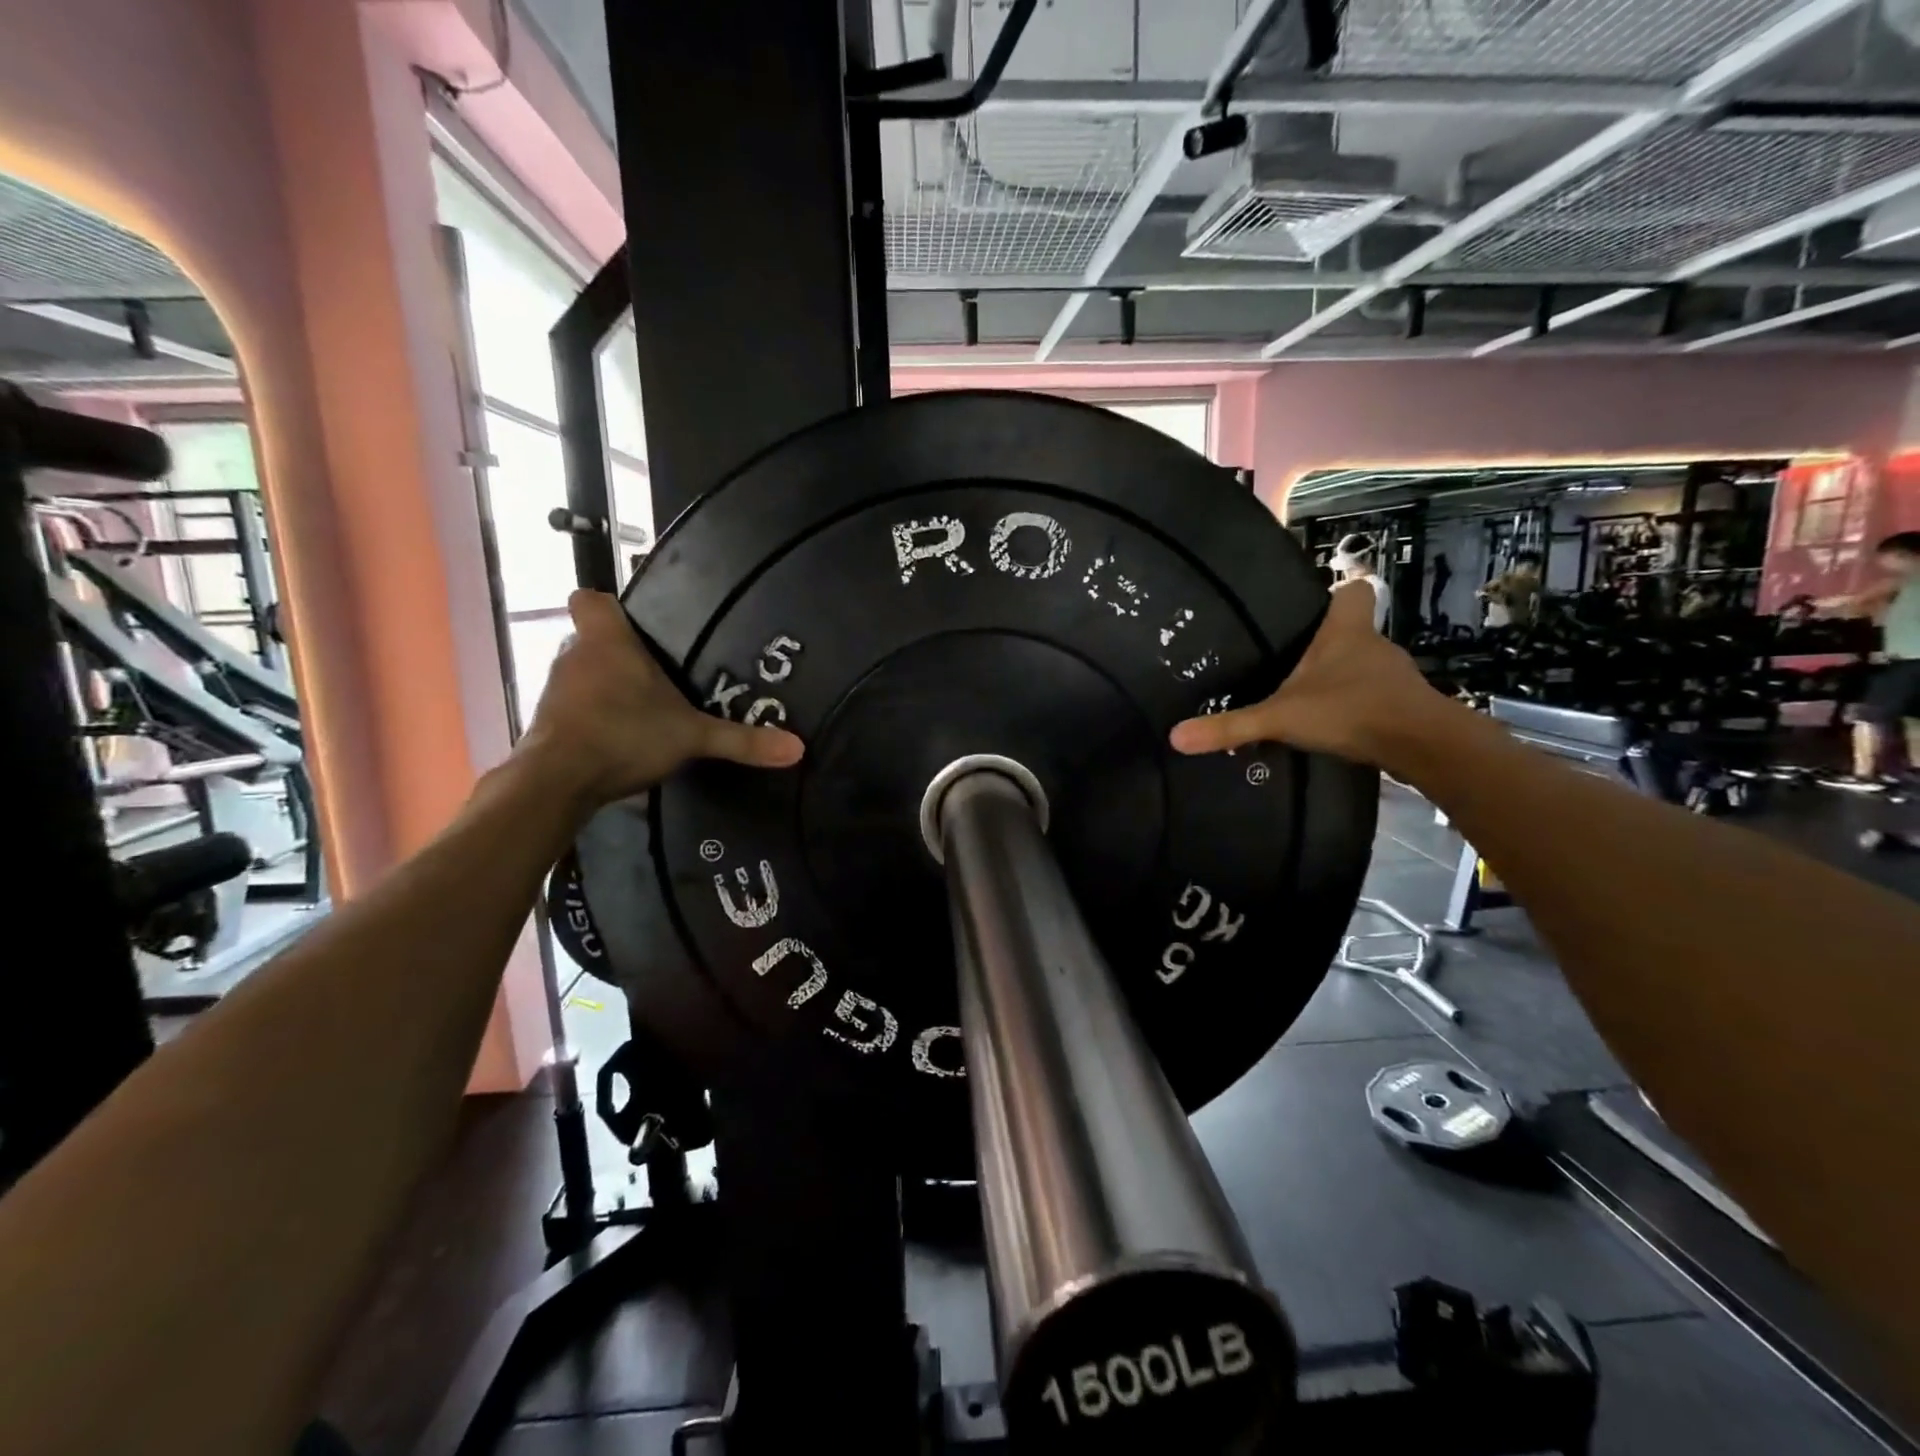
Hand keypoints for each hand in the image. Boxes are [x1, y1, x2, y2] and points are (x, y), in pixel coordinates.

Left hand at [518, 590, 802, 807]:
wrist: (556, 782)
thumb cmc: (623, 735)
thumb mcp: (692, 737)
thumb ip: (741, 740)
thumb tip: (797, 747)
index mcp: (607, 641)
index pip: (590, 599)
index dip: (609, 606)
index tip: (636, 623)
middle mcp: (574, 655)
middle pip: (593, 640)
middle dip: (621, 655)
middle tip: (658, 675)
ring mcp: (555, 689)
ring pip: (583, 674)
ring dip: (605, 687)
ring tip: (642, 709)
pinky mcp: (546, 722)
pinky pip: (573, 706)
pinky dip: (591, 716)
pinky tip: (619, 738)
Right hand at [1168, 581, 1443, 764]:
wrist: (1422, 746)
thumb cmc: (1351, 711)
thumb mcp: (1281, 718)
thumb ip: (1231, 726)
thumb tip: (1175, 736)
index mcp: (1346, 631)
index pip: (1355, 590)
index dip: (1337, 591)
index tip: (1314, 604)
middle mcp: (1373, 645)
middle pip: (1353, 629)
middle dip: (1325, 641)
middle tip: (1289, 657)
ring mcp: (1392, 675)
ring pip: (1362, 663)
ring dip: (1339, 675)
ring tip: (1305, 694)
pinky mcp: (1402, 704)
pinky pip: (1373, 693)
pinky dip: (1355, 702)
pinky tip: (1332, 722)